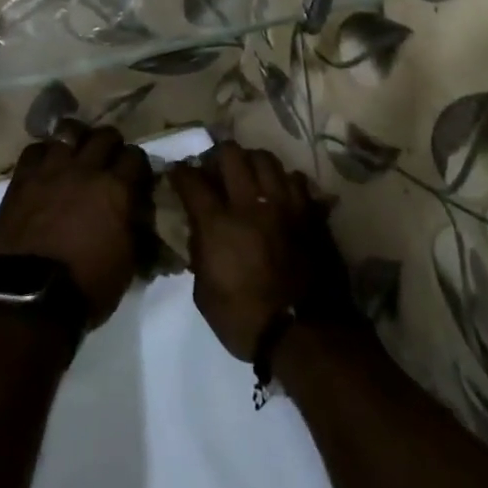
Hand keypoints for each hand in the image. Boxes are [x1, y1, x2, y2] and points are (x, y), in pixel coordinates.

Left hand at [0, 122, 151, 328]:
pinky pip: (35, 149)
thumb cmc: (88, 285)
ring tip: (76, 153)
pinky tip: (47, 165)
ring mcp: (51, 170)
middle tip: (108, 161)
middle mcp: (86, 170)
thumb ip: (136, 227)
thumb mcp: (128, 261)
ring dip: (77, 139)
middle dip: (111, 145)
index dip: (137, 165)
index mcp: (117, 189)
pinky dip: (44, 153)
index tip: (135, 177)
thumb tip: (139, 212)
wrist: (32, 296)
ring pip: (68, 131)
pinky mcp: (22, 179)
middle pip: (105, 135)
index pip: (136, 156)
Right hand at [169, 142, 342, 361]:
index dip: (180, 172)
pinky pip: (296, 180)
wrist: (304, 334)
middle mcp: (251, 203)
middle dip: (216, 156)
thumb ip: (199, 254)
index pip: (191, 180)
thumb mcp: (204, 293)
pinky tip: (279, 193)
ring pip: (266, 159)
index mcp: (218, 223)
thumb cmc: (245, 320)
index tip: (177, 173)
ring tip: (247, 175)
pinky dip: (283, 181)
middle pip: (231, 154)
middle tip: (214, 169)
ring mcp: (284, 204)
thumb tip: (199, 232)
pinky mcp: (310, 213)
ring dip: (251, 162)